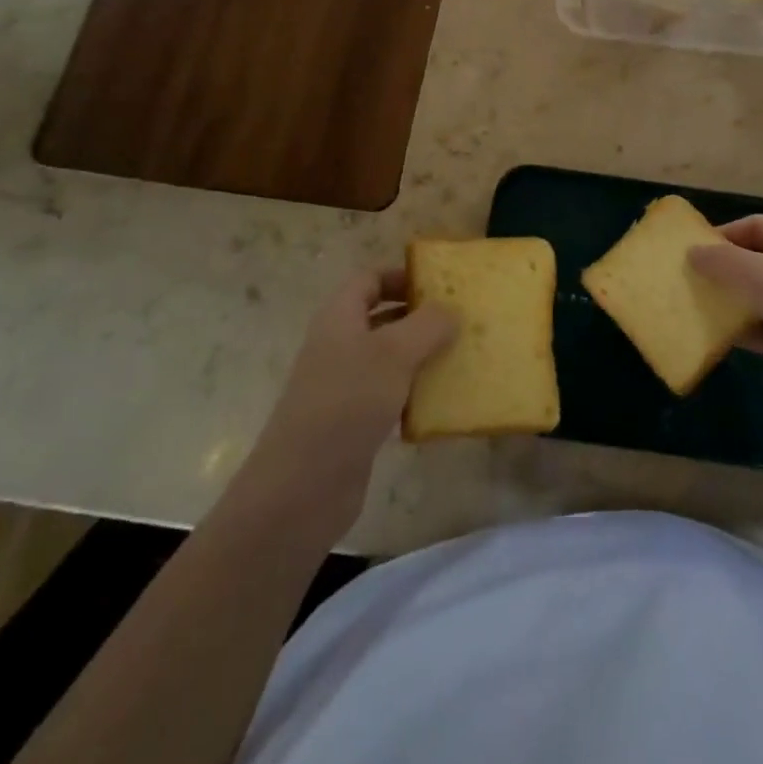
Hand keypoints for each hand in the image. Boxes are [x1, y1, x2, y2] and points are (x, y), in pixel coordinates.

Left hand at [242, 269, 454, 542]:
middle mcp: (338, 345)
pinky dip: (415, 392)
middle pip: (381, 317)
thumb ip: (427, 325)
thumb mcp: (394, 354)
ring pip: (388, 357)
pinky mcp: (353, 422)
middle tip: (461, 319)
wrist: (301, 488)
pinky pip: (390, 394)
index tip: (441, 284)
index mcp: (339, 318)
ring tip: (461, 355)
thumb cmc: (347, 403)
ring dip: (421, 355)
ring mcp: (344, 386)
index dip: (401, 275)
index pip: (369, 280)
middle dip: (419, 315)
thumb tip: (450, 310)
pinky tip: (442, 400)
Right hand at [688, 216, 762, 424]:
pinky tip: (715, 341)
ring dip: (728, 304)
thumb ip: (725, 262)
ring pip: (755, 299)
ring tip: (692, 311)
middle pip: (753, 262)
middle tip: (686, 282)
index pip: (755, 226)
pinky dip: (742, 334)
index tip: (692, 249)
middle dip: (721, 270)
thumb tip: (692, 251)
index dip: (724, 232)